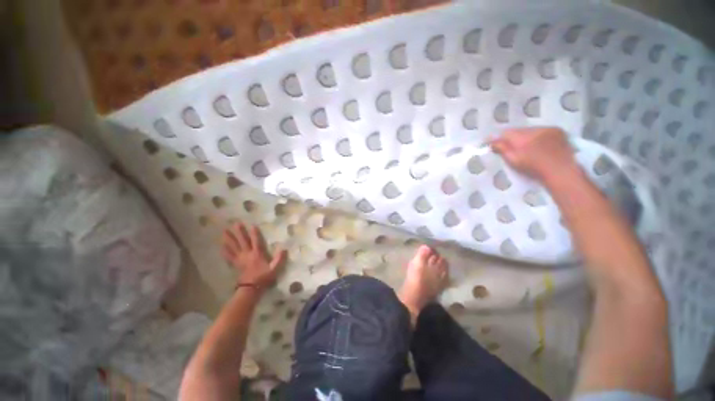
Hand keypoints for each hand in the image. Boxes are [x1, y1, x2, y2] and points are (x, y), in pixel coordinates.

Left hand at [221, 221, 286, 289]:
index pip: (256, 241)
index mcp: (257, 254)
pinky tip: (221, 247)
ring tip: (224, 231)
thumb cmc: (264, 277)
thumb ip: (279, 258)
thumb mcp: (274, 268)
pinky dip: (225, 251)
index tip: (252, 225)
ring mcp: (240, 259)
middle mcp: (248, 254)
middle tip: (235, 223)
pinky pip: (229, 256)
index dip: (254, 233)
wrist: (251, 288)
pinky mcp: (236, 264)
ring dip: (229, 239)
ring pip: (234, 247)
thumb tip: (284, 248)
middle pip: (243, 241)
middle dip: (239, 232)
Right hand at [491, 127, 577, 181]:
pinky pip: (542, 130)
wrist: (561, 172)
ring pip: (530, 130)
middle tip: (510, 147)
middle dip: (513, 137)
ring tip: (526, 146)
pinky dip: (538, 136)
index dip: (499, 138)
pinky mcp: (558, 131)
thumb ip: (501, 149)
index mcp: (522, 138)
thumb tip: (490, 141)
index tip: (495, 144)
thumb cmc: (534, 169)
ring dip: (526, 136)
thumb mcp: (513, 161)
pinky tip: (539, 144)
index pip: (505, 133)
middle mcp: (534, 129)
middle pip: (518, 130)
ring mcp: (548, 129)